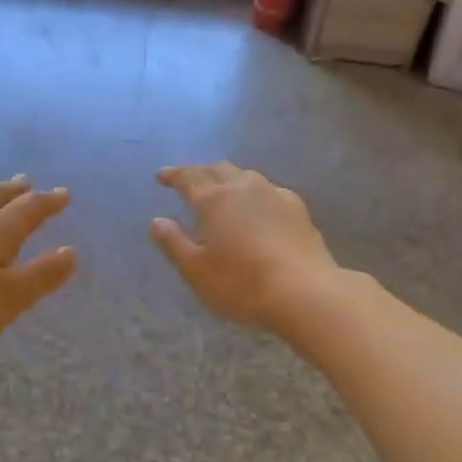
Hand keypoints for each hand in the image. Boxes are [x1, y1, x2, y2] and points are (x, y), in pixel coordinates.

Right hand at [150, 163, 338, 329]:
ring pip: (246, 176)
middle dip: (200, 172)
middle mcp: (243, 188)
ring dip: (229, 178)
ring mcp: (274, 195)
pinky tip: (259, 205)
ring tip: (222, 189)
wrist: (303, 291)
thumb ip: (173, 243)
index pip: (188, 178)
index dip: (173, 175)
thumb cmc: (240, 283)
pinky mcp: (298, 209)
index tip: (162, 176)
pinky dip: (256, 193)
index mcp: (213, 200)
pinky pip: (270, 191)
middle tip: (189, 181)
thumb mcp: (195, 270)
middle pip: (218, 169)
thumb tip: (157, 221)